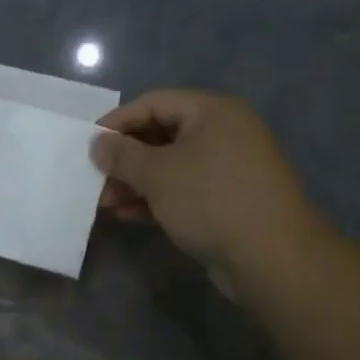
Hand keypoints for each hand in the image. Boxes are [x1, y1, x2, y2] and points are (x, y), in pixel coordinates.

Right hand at [92, 90, 323, 296]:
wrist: (271, 256)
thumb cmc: (211, 200)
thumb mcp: (157, 174)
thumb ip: (122, 155)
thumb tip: (98, 143)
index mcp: (213, 111)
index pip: (153, 103)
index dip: (117, 122)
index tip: (88, 146)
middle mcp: (224, 132)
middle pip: (161, 134)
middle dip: (125, 158)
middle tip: (96, 179)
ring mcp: (228, 167)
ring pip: (170, 165)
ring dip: (135, 182)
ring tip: (105, 203)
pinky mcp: (227, 199)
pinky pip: (183, 189)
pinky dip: (155, 198)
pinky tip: (128, 215)